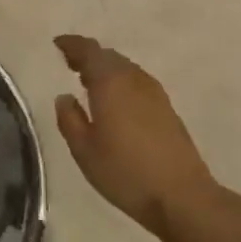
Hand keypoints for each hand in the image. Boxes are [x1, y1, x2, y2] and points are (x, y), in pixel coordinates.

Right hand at [54, 34, 234, 241]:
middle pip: (109, 57)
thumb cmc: (125, 173)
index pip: (90, 51)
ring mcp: (155, 94)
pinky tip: (114, 100)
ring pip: (126, 69)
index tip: (58, 44)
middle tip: (70, 63)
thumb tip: (65, 97)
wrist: (182, 197)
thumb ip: (69, 119)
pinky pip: (137, 82)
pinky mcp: (167, 109)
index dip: (72, 45)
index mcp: (111, 83)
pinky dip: (120, 82)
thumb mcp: (84, 150)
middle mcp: (134, 80)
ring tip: (88, 81)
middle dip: (88, 56)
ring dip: (106, 69)